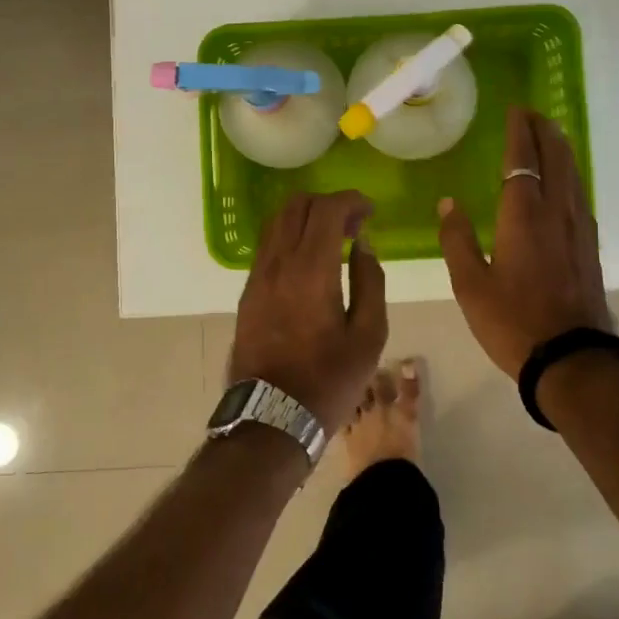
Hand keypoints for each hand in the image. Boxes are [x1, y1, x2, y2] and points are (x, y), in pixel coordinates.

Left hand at [230, 190, 387, 430]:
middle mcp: (278, 263)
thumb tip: (362, 245)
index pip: (326, 210)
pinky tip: (310, 261)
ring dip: (306, 218)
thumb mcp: (368, 336)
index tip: (370, 211)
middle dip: (328, 203)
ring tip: (333, 240)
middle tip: (353, 224)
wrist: (271, 418)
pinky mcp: (248, 293)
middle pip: (296, 206)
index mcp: (311, 270)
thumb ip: (370, 281)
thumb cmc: (329, 380)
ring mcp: (257, 277)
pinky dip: (290, 237)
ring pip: (277, 222)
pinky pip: (268, 246)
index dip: (351, 200)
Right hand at [438, 106, 611, 380]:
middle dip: (545, 132)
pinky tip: (567, 181)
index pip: (522, 160)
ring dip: (561, 149)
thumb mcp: (470, 285)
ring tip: (551, 135)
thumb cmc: (512, 322)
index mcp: (523, 216)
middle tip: (533, 114)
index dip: (519, 132)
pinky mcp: (590, 247)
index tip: (516, 110)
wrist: (572, 359)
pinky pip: (580, 195)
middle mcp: (556, 212)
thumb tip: (448, 203)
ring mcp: (579, 229)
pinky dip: (571, 175)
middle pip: (555, 159)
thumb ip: (458, 239)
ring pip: (573, 175)